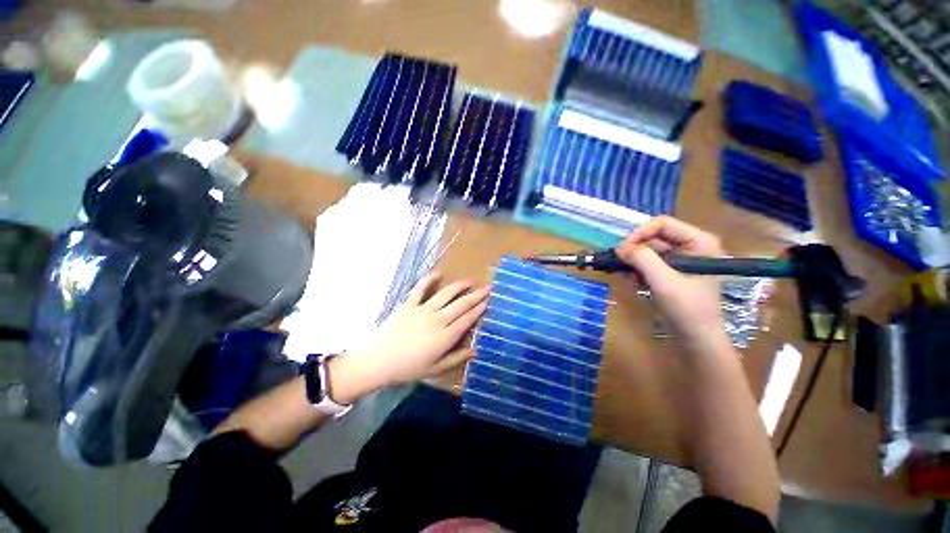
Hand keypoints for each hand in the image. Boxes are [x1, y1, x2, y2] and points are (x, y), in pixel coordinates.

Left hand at [329, 273, 488, 402]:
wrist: (378, 362)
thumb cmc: (408, 369)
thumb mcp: (435, 369)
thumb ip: (456, 358)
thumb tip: (475, 351)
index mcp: (445, 336)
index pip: (467, 319)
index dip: (479, 309)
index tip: (488, 300)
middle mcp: (437, 319)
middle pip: (461, 304)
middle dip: (476, 295)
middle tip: (487, 287)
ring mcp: (422, 310)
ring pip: (445, 294)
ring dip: (459, 286)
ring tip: (469, 281)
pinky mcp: (409, 305)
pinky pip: (420, 289)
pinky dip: (428, 280)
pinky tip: (438, 273)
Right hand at [615, 216, 728, 351]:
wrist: (697, 338)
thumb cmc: (688, 308)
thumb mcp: (664, 281)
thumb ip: (642, 259)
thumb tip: (619, 247)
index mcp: (699, 242)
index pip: (663, 224)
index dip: (640, 233)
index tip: (622, 250)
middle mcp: (691, 246)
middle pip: (654, 237)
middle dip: (634, 250)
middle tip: (617, 263)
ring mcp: (681, 260)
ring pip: (648, 251)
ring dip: (633, 261)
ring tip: (624, 274)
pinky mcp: (672, 272)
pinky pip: (649, 263)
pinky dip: (637, 270)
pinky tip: (632, 281)